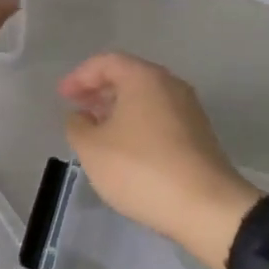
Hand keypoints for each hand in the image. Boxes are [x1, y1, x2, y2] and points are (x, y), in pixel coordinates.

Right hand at [57, 53, 262, 268]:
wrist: (206, 207)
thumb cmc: (141, 169)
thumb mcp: (93, 149)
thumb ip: (78, 126)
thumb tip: (80, 116)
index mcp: (144, 77)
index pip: (106, 62)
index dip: (80, 76)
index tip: (62, 96)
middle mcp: (169, 84)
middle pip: (128, 76)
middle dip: (99, 91)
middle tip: (77, 109)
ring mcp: (188, 108)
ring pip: (145, 98)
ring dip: (118, 108)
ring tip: (98, 130)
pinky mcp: (199, 133)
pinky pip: (159, 117)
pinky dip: (137, 123)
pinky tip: (126, 148)